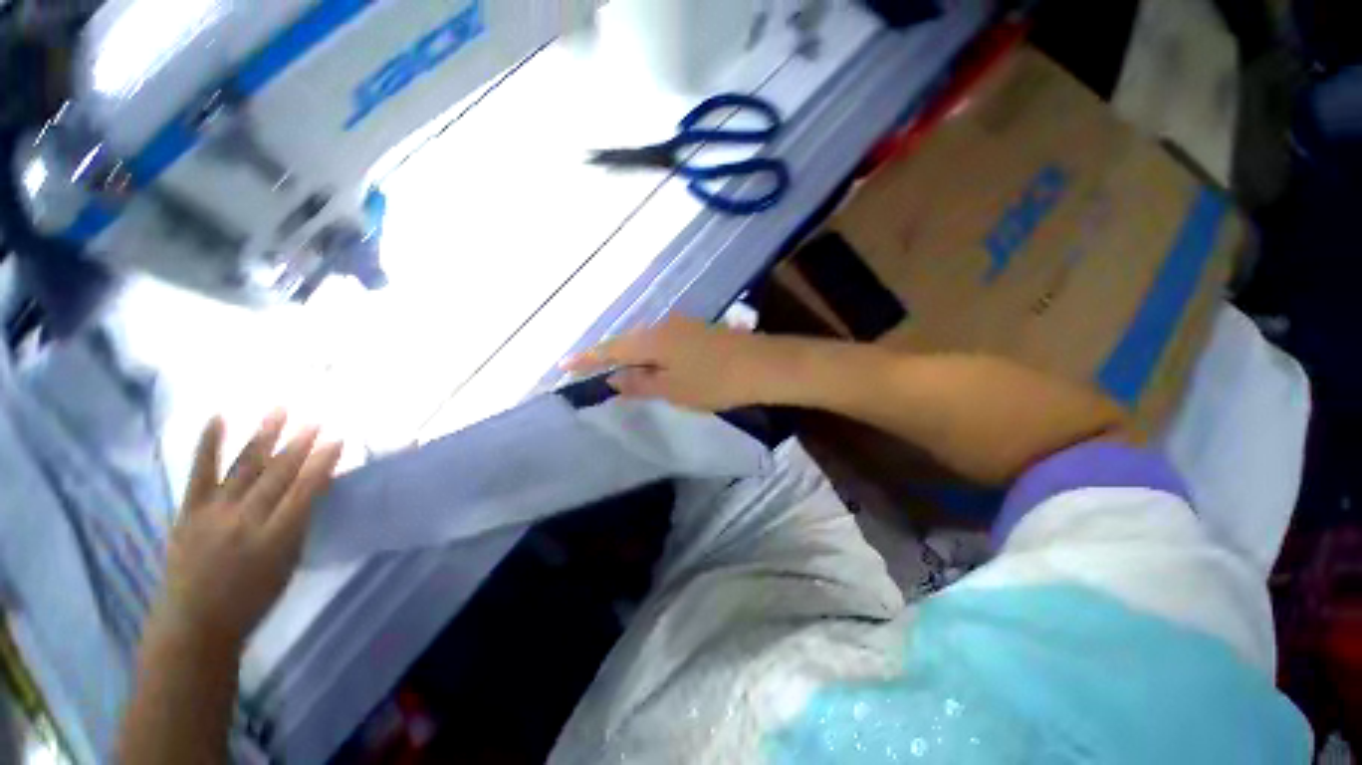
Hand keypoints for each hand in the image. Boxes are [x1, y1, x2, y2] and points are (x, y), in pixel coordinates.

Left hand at [150, 412, 342, 653]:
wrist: (193, 624)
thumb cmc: (251, 600)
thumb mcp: (286, 566)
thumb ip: (298, 525)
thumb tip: (312, 490)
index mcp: (275, 539)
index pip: (304, 491)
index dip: (322, 464)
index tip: (337, 440)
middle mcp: (244, 521)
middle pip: (277, 475)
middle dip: (299, 445)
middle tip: (316, 421)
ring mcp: (213, 513)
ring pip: (244, 467)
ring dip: (264, 436)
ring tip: (280, 410)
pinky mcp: (188, 511)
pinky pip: (200, 472)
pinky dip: (209, 444)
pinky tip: (219, 418)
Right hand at [561, 318, 782, 411]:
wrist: (762, 365)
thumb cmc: (714, 382)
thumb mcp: (673, 390)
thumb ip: (641, 383)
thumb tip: (614, 379)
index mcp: (652, 340)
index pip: (610, 349)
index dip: (587, 358)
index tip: (563, 365)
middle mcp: (662, 326)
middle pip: (627, 342)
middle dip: (608, 357)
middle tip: (590, 370)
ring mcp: (681, 326)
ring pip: (646, 342)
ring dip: (631, 356)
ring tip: (619, 372)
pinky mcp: (696, 331)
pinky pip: (663, 342)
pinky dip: (652, 355)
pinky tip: (653, 366)